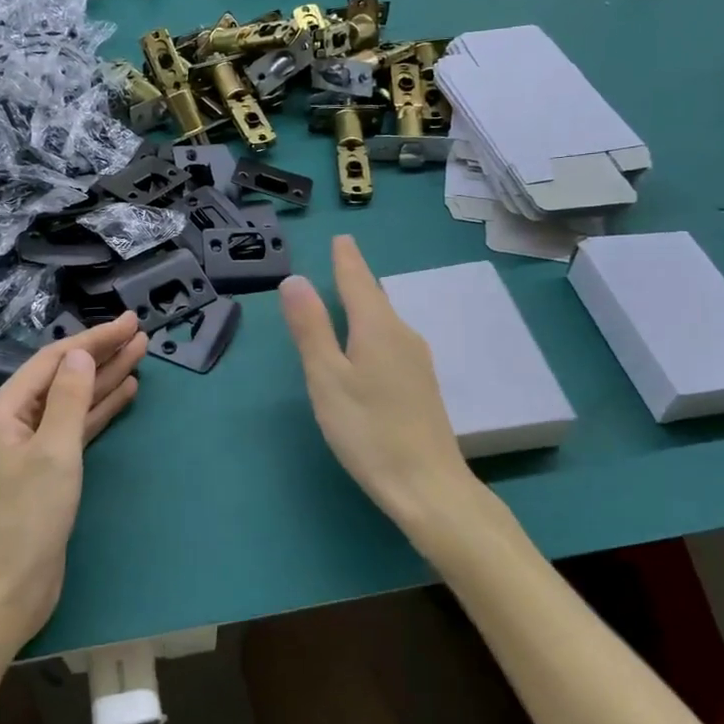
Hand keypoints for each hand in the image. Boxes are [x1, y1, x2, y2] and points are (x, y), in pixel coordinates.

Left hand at [0, 312, 146, 654]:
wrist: (7, 591)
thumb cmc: (27, 519)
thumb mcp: (53, 452)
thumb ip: (69, 398)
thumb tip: (80, 355)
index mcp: (3, 410)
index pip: (54, 361)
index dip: (93, 340)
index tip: (129, 323)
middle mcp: (12, 421)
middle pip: (63, 377)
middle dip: (102, 355)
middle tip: (141, 334)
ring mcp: (29, 446)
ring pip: (73, 402)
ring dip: (105, 380)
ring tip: (141, 355)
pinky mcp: (46, 470)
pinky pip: (75, 428)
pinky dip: (99, 411)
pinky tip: (125, 393)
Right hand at [279, 236, 477, 535]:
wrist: (428, 486)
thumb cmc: (368, 430)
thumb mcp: (327, 378)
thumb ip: (311, 328)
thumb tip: (295, 279)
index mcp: (377, 328)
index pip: (358, 281)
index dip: (347, 259)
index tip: (342, 238)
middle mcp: (403, 335)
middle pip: (375, 298)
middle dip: (357, 278)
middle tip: (343, 260)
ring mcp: (417, 361)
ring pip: (386, 320)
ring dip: (367, 304)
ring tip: (352, 293)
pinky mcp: (421, 385)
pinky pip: (393, 340)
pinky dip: (375, 328)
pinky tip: (370, 344)